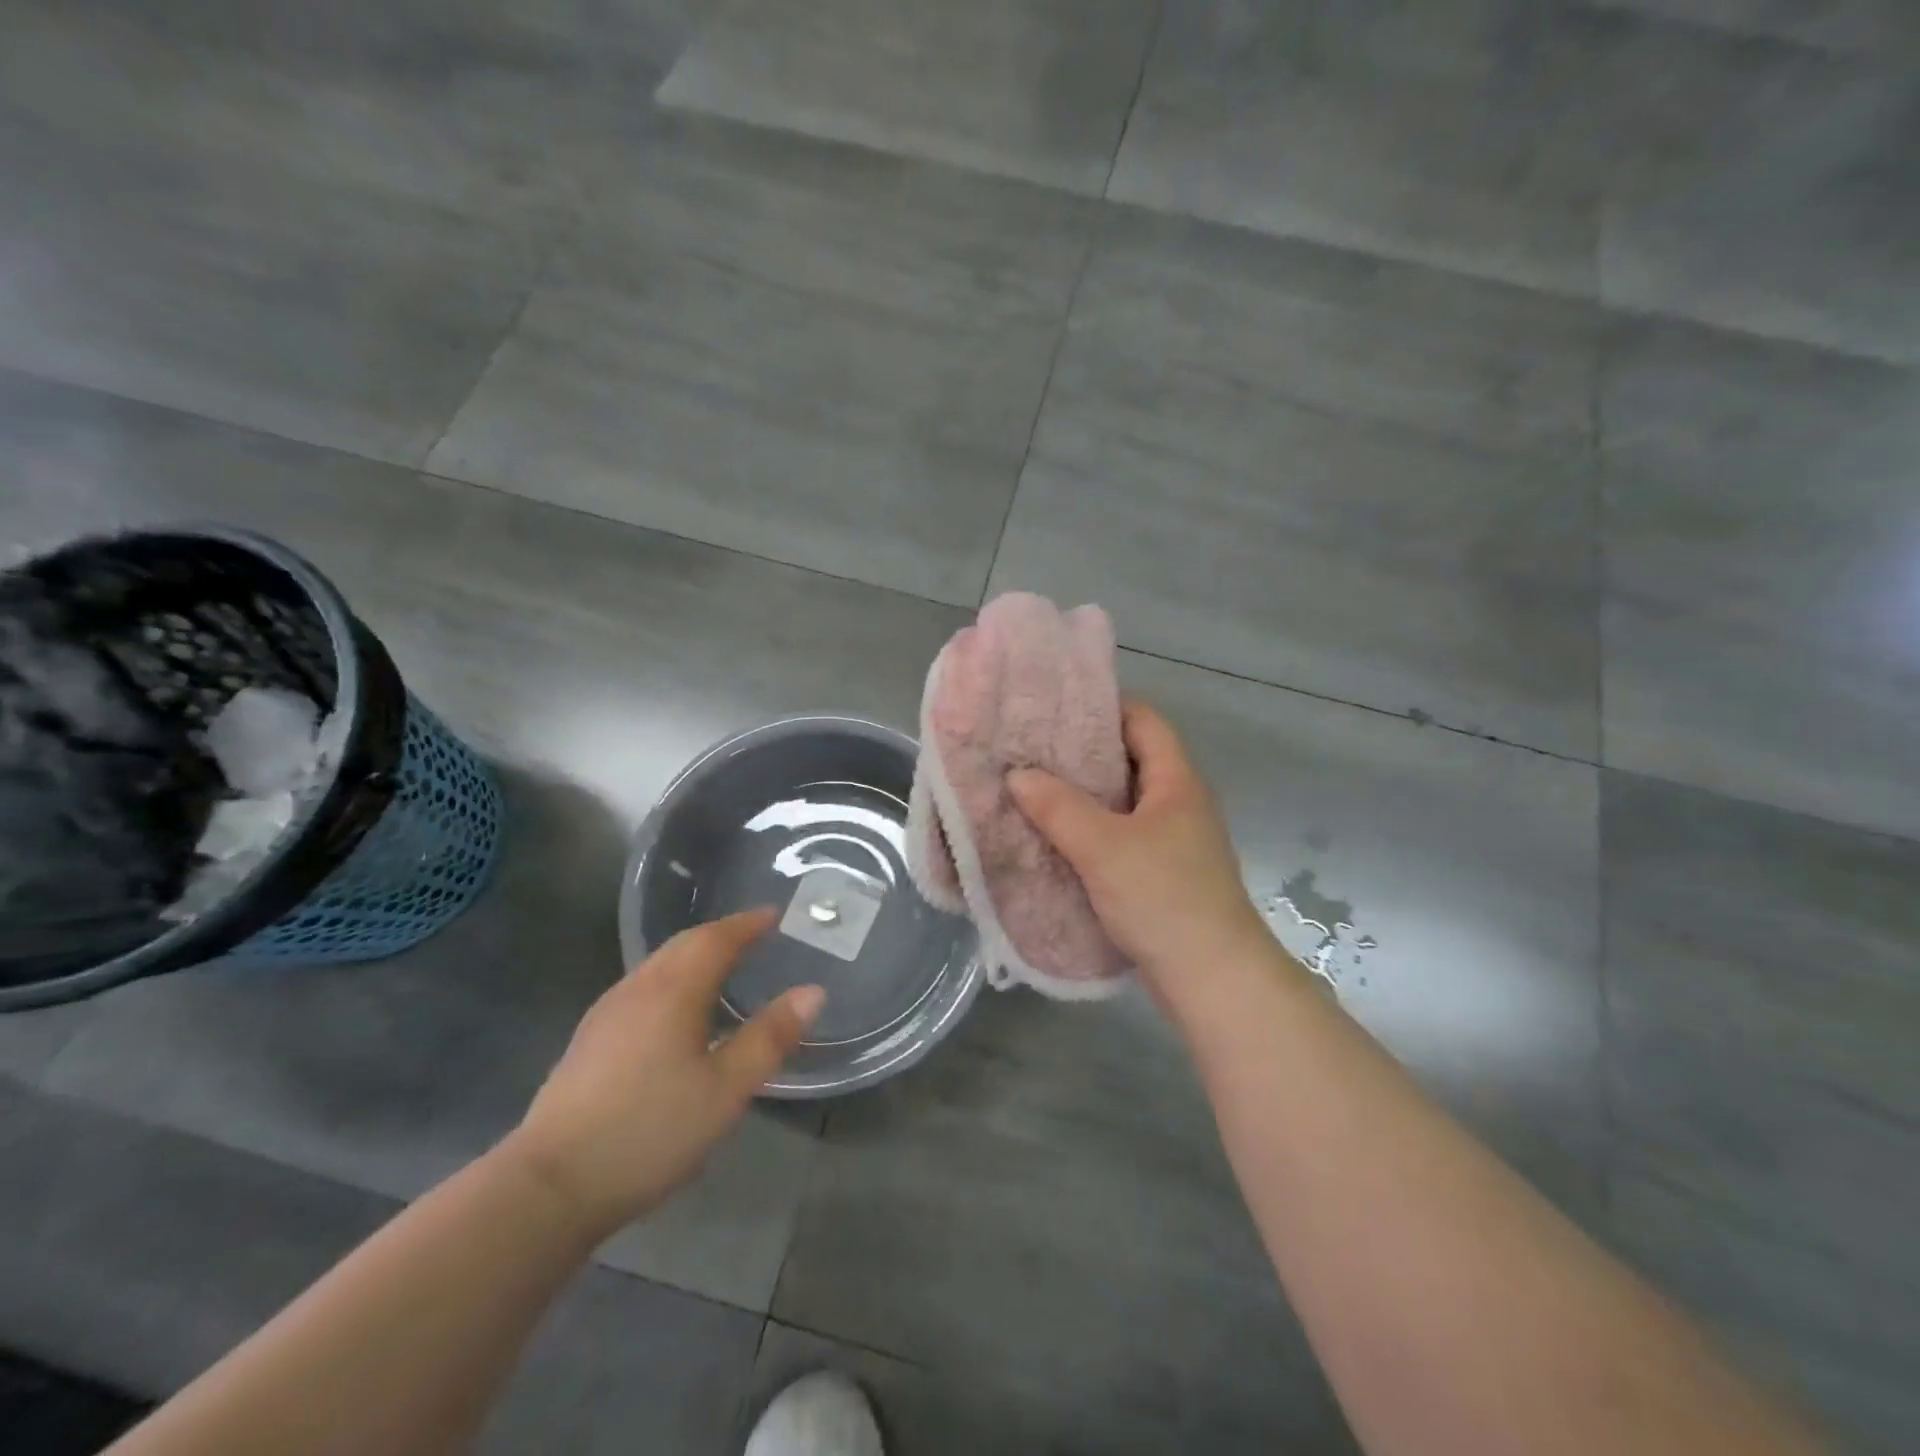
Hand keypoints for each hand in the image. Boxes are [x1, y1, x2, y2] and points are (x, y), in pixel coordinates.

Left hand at [507, 909, 821, 1236]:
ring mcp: (607, 1013)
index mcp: (673, 990)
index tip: (775, 914)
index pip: (716, 938)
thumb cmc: (648, 1131)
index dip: (748, 923)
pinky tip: (679, 1011)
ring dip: (695, 955)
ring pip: (659, 965)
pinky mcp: (590, 1039)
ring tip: (724, 967)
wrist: (548, 1187)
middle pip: (683, 944)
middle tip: (756, 935)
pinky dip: (673, 979)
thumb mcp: (725, 1090)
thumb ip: (770, 1037)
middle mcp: (638, 988)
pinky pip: (643, 987)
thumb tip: (813, 991)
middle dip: (722, 933)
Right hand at [1008, 701, 1275, 1002]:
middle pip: (1131, 760)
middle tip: (1032, 750)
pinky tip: (1056, 840)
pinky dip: (1092, 832)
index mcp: (1176, 781)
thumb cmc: (1163, 897)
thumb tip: (1018, 775)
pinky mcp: (1164, 874)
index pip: (1144, 720)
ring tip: (1034, 790)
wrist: (1213, 978)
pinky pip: (1122, 838)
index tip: (1055, 710)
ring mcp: (1174, 841)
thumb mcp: (1103, 847)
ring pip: (1123, 803)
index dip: (1104, 707)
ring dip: (1084, 797)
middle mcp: (1179, 803)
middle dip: (1083, 754)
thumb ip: (1058, 807)